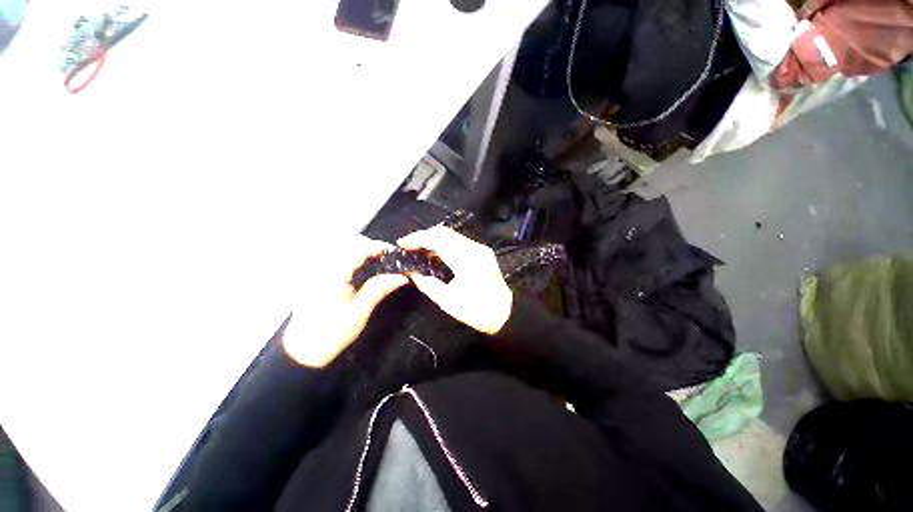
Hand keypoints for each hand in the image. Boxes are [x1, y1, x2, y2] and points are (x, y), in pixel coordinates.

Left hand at [282, 237, 408, 367]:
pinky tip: (364, 271)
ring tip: (381, 264)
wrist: (301, 353)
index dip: (379, 247)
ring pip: (345, 252)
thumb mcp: (359, 312)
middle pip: (351, 246)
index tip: (395, 252)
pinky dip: (355, 262)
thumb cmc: (330, 334)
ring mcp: (319, 273)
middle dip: (373, 248)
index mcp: (333, 275)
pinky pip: (339, 262)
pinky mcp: (318, 279)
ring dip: (364, 254)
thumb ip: (379, 289)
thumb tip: (400, 276)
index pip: (359, 249)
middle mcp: (324, 268)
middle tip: (391, 259)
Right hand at [398, 226, 511, 334]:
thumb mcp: (447, 301)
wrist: (505, 313)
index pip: (438, 238)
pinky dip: (442, 246)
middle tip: (407, 248)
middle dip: (423, 237)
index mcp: (467, 259)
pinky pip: (457, 242)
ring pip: (450, 235)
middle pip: (444, 232)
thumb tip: (410, 272)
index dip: (417, 238)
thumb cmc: (477, 311)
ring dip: (432, 241)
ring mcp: (479, 248)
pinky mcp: (480, 252)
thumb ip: (426, 283)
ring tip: (416, 252)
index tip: (402, 245)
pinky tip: (433, 255)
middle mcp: (474, 248)